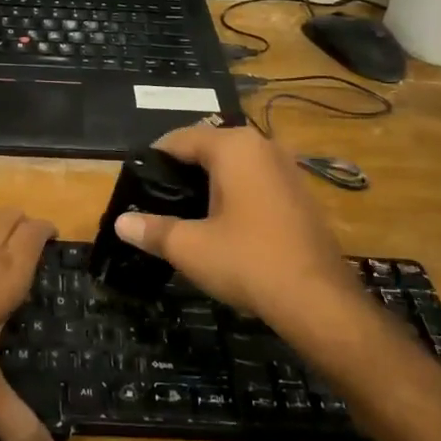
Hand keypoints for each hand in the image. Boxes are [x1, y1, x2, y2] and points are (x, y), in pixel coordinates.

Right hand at [114, 124, 356, 331]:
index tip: (136, 183)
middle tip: (156, 200)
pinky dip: (235, 195)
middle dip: (182, 171)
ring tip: (185, 213)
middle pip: (209, 148)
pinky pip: (257, 182)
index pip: (181, 138)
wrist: (319, 301)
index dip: (154, 159)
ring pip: (235, 166)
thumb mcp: (189, 247)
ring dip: (210, 183)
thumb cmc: (248, 262)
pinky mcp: (301, 195)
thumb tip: (121, 223)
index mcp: (234, 147)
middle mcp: (263, 147)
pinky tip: (223, 225)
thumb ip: (152, 230)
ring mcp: (288, 169)